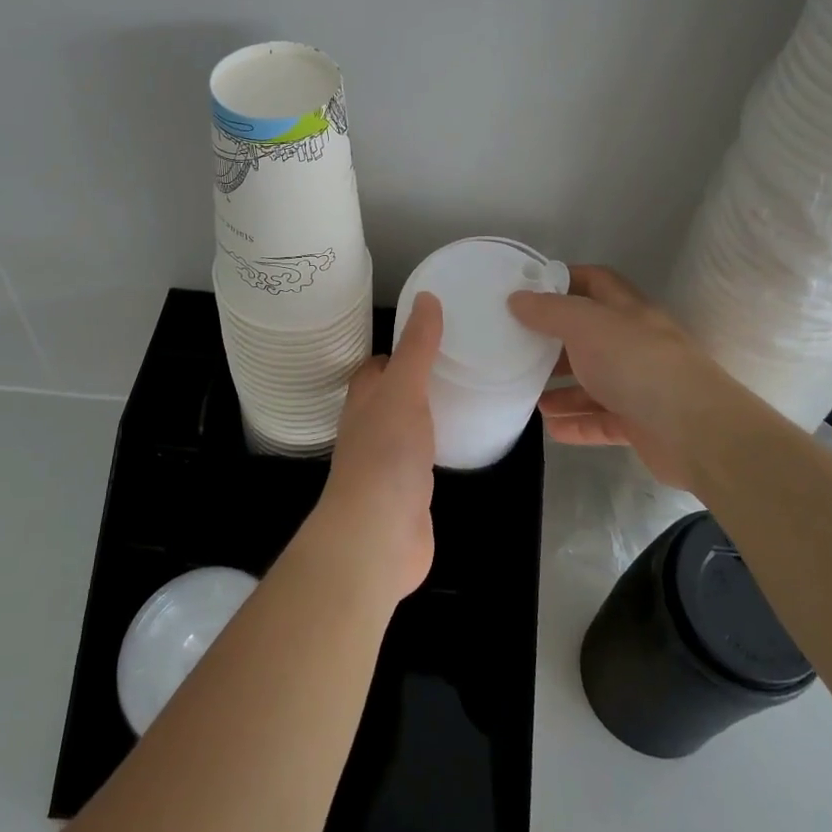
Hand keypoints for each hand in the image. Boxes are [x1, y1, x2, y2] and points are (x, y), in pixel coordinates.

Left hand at [304, 293, 442, 604]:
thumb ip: (417, 347)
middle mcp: (370, 428)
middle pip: (392, 395)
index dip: (400, 350)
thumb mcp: (404, 389)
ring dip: (429, 413)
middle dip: (418, 380)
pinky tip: (462, 442)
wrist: (377, 535)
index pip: (377, 366)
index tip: (433, 335)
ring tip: (468, 394)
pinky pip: (424, 459)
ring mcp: (388, 462)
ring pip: (408, 427)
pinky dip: (439, 446)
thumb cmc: (386, 453)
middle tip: (461, 363)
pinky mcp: (407, 492)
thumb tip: (427, 296)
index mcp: (364, 400)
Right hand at [508, 265, 721, 490]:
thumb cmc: (636, 363)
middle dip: (555, 342)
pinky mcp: (641, 424)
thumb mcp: (585, 326)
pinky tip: (552, 429)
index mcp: (626, 311)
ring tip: (529, 396)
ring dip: (563, 389)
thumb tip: (517, 298)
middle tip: (518, 349)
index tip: (528, 291)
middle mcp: (634, 343)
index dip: (564, 280)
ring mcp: (640, 385)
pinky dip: (577, 423)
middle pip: (589, 336)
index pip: (595, 282)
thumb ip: (549, 311)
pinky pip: (602, 420)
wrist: (694, 430)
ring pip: (594, 382)